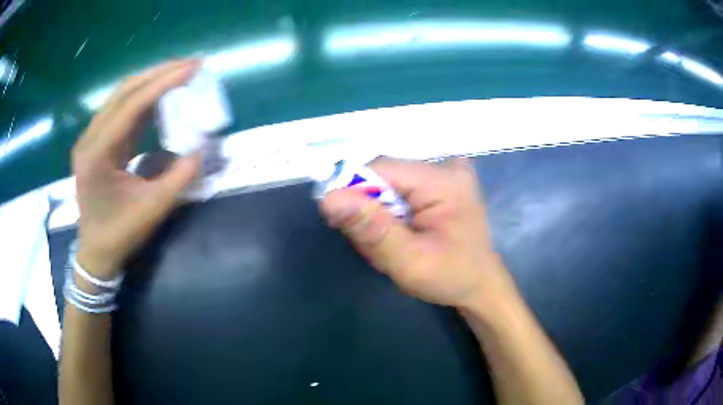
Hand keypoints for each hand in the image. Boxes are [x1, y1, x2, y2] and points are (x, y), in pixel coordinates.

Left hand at [72, 60, 201, 278]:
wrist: (95, 252)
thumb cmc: (119, 235)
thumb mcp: (152, 210)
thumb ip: (178, 178)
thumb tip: (202, 148)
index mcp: (97, 154)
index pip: (131, 105)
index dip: (162, 83)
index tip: (192, 68)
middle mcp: (90, 138)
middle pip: (124, 91)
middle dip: (158, 74)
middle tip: (189, 65)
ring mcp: (91, 138)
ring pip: (121, 96)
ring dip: (150, 82)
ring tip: (178, 74)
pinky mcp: (97, 142)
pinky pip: (120, 110)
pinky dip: (142, 99)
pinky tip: (161, 95)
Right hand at [319, 158, 514, 308]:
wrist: (481, 286)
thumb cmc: (451, 278)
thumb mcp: (409, 261)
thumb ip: (372, 229)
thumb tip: (329, 198)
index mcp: (444, 181)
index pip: (381, 169)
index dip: (353, 192)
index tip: (341, 223)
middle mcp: (446, 167)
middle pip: (384, 176)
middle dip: (370, 210)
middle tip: (375, 246)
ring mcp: (446, 173)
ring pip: (389, 185)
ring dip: (380, 215)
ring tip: (393, 245)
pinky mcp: (441, 184)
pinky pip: (400, 189)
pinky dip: (391, 213)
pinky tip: (403, 234)